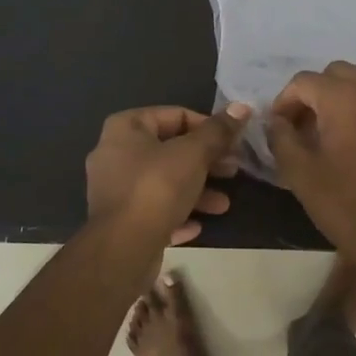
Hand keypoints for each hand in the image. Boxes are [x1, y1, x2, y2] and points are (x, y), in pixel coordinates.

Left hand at [86, 104, 249, 247]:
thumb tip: (242, 106)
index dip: (207, 126)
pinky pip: (154, 210)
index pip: (174, 115)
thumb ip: (218, 131)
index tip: (231, 143)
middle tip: (233, 171)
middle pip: (169, 150)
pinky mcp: (119, 221)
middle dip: (205, 162)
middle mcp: (114, 154)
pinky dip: (177, 214)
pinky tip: (197, 226)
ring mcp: (114, 189)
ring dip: (196, 191)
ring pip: (163, 183)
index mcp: (125, 128)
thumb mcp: (194, 154)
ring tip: (224, 205)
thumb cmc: (157, 188)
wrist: (123, 249)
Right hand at [267, 62, 355, 263]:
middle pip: (337, 72)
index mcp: (342, 98)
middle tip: (307, 125)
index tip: (280, 126)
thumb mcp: (299, 173)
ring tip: (341, 122)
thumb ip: (281, 138)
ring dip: (350, 92)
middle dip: (317, 93)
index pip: (303, 81)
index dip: (286, 101)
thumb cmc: (344, 204)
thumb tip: (277, 121)